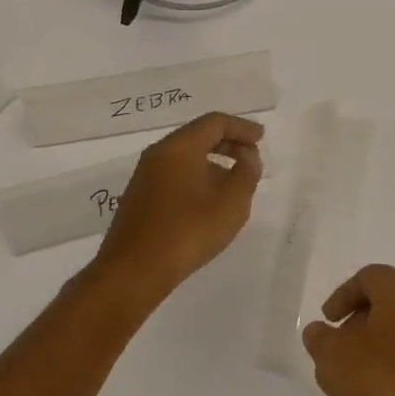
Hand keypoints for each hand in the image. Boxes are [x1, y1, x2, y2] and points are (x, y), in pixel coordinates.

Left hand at [93, 113, 263, 305]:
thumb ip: (247, 172)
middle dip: (228, 142)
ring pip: (185, 156)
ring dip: (212, 161)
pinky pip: (174, 174)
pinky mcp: (139, 199)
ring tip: (233, 181)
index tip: (261, 138)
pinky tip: (207, 201)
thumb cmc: (188, 230)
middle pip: (198, 135)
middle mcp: (159, 154)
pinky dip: (196, 176)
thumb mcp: (232, 201)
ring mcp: (144, 176)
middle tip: (250, 156)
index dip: (242, 127)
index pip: (215, 122)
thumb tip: (246, 155)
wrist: (133, 273)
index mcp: (180, 146)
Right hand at [302, 265, 394, 395]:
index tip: (327, 322)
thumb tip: (318, 331)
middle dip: (361, 317)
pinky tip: (385, 389)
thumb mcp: (336, 361)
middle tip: (341, 344)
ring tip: (359, 371)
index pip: (368, 277)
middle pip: (388, 297)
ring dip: (380, 340)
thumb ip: (320, 341)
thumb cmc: (388, 381)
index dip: (342, 296)